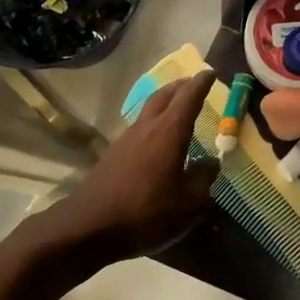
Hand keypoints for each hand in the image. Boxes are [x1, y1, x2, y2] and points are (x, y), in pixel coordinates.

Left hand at [44, 70, 218, 261]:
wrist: (88, 227)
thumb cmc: (145, 213)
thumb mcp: (187, 204)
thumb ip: (203, 180)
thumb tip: (211, 163)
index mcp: (169, 133)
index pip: (188, 98)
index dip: (201, 84)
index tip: (211, 72)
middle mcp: (147, 128)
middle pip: (164, 96)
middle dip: (180, 87)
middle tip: (194, 83)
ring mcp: (127, 140)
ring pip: (149, 110)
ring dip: (165, 102)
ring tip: (178, 107)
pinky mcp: (113, 155)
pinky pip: (139, 128)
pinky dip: (153, 123)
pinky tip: (158, 139)